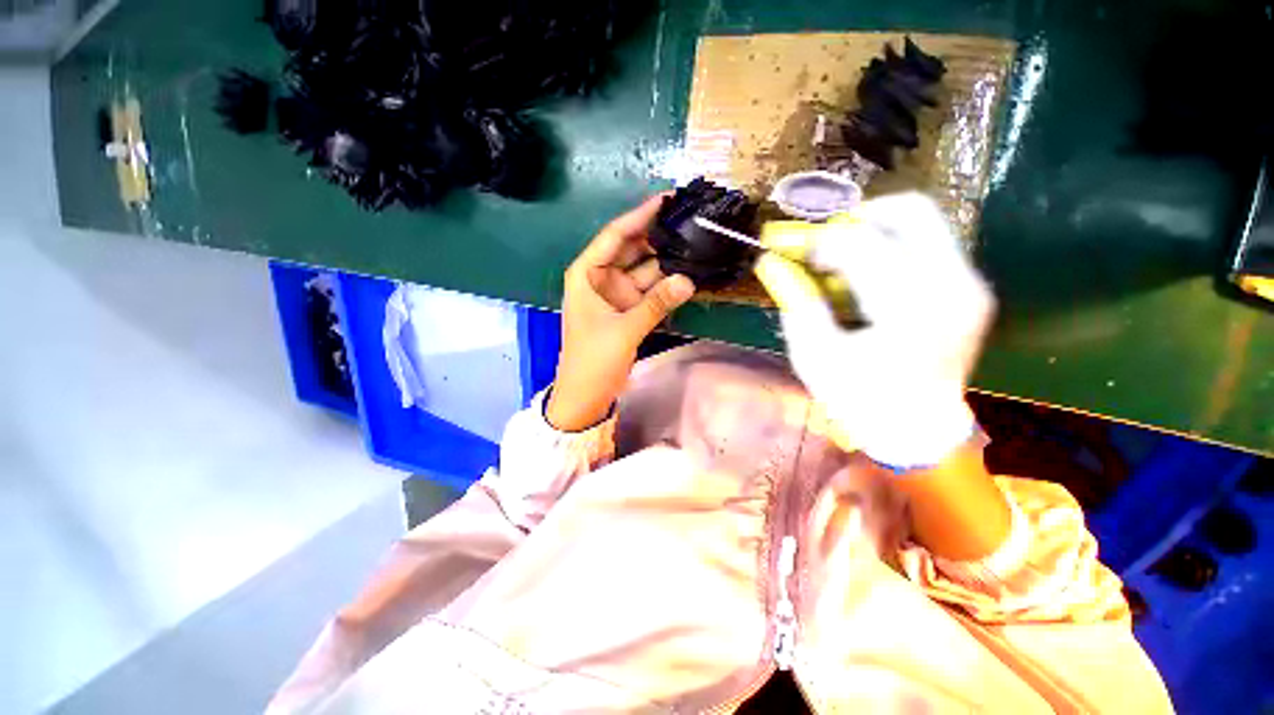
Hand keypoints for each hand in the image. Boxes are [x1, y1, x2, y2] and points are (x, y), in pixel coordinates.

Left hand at [546, 196, 696, 430]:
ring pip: (644, 270)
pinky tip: (687, 273)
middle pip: (631, 249)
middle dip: (657, 236)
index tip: (666, 199)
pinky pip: (650, 290)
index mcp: (587, 274)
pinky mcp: (629, 310)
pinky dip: (666, 285)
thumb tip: (689, 279)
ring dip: (666, 261)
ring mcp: (617, 295)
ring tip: (695, 243)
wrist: (586, 395)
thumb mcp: (623, 330)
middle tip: (689, 220)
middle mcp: (601, 278)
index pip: (615, 236)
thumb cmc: (592, 360)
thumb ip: (656, 303)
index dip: (639, 216)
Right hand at [754, 193, 994, 467]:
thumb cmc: (860, 399)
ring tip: (842, 266)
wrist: (918, 431)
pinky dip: (891, 249)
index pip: (859, 245)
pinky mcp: (972, 288)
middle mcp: (952, 285)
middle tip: (824, 245)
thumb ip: (797, 303)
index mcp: (909, 309)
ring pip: (923, 222)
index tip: (791, 252)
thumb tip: (772, 263)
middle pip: (909, 211)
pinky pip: (929, 244)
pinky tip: (867, 281)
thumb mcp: (815, 356)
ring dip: (873, 233)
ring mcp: (970, 284)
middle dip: (856, 218)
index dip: (817, 241)